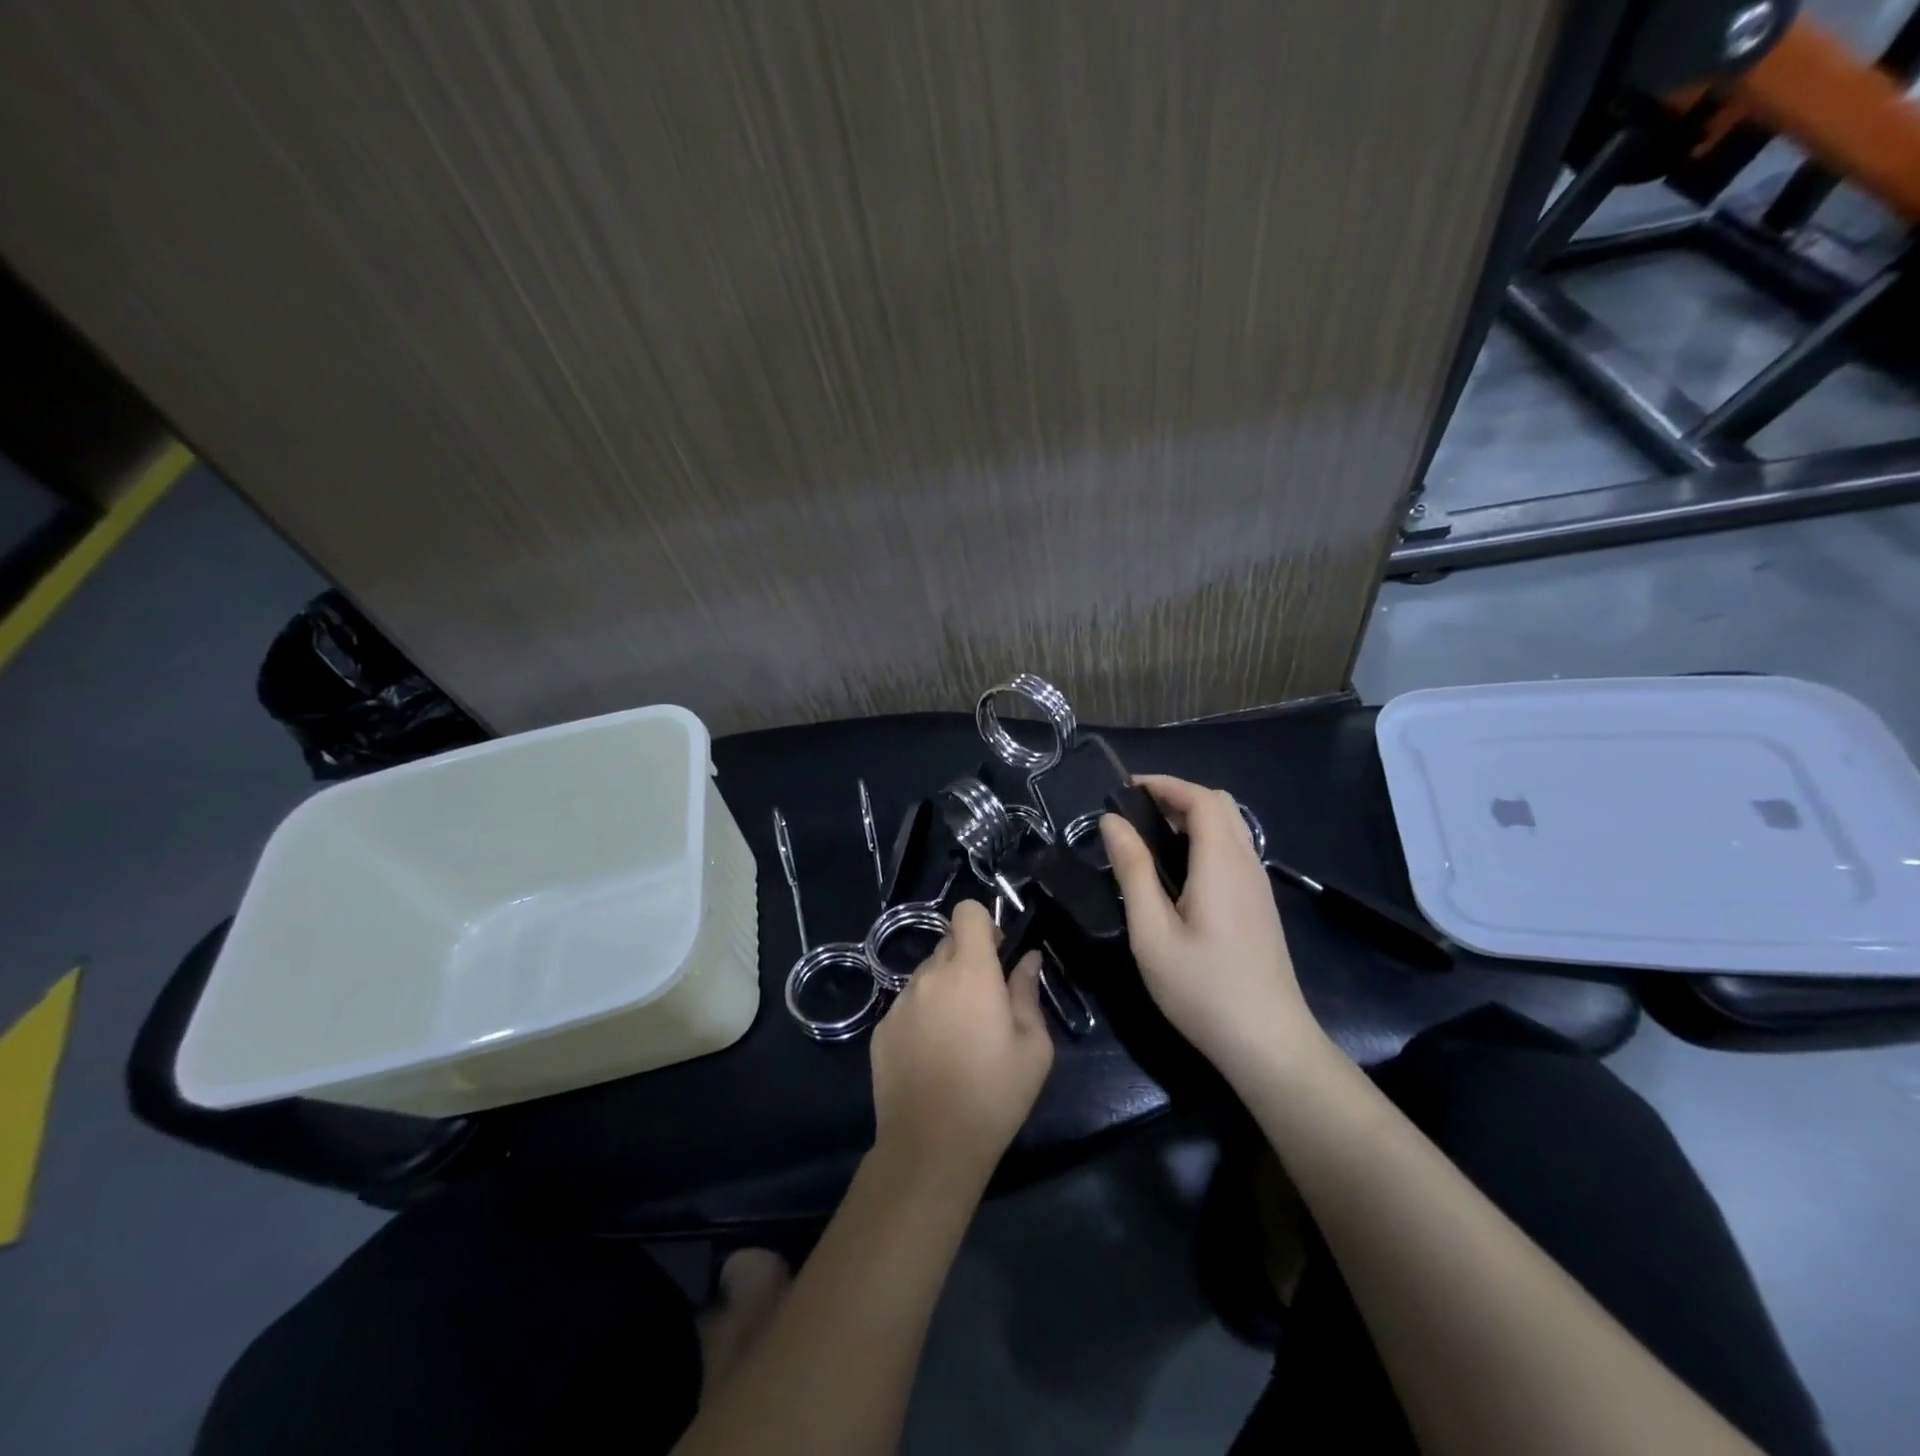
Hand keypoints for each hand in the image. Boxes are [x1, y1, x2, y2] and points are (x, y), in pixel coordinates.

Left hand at [869, 900, 1054, 1189]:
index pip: (966, 912)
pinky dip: (923, 1015)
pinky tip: (933, 1055)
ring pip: (927, 975)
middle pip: (948, 943)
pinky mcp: (882, 1028)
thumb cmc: (994, 1095)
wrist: (931, 1146)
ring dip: (944, 988)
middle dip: (968, 959)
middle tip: (985, 1002)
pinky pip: (908, 1004)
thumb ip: (1028, 993)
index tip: (997, 954)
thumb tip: (1027, 960)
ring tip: (958, 1035)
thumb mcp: (1033, 1047)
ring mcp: (900, 1002)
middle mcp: (930, 976)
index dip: (984, 924)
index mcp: (970, 972)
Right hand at [1101, 775, 1324, 1078]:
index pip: (1201, 798)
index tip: (1125, 788)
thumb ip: (1133, 870)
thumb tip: (1112, 822)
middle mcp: (1246, 863)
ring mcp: (1258, 885)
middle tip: (1136, 812)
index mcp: (1221, 863)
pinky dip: (1205, 839)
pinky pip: (1234, 850)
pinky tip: (1178, 871)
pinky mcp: (1260, 905)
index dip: (1164, 784)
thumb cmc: (1202, 987)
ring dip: (1193, 817)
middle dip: (1178, 795)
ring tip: (1149, 837)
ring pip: (1231, 827)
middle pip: (1221, 805)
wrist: (1267, 1042)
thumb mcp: (1152, 931)